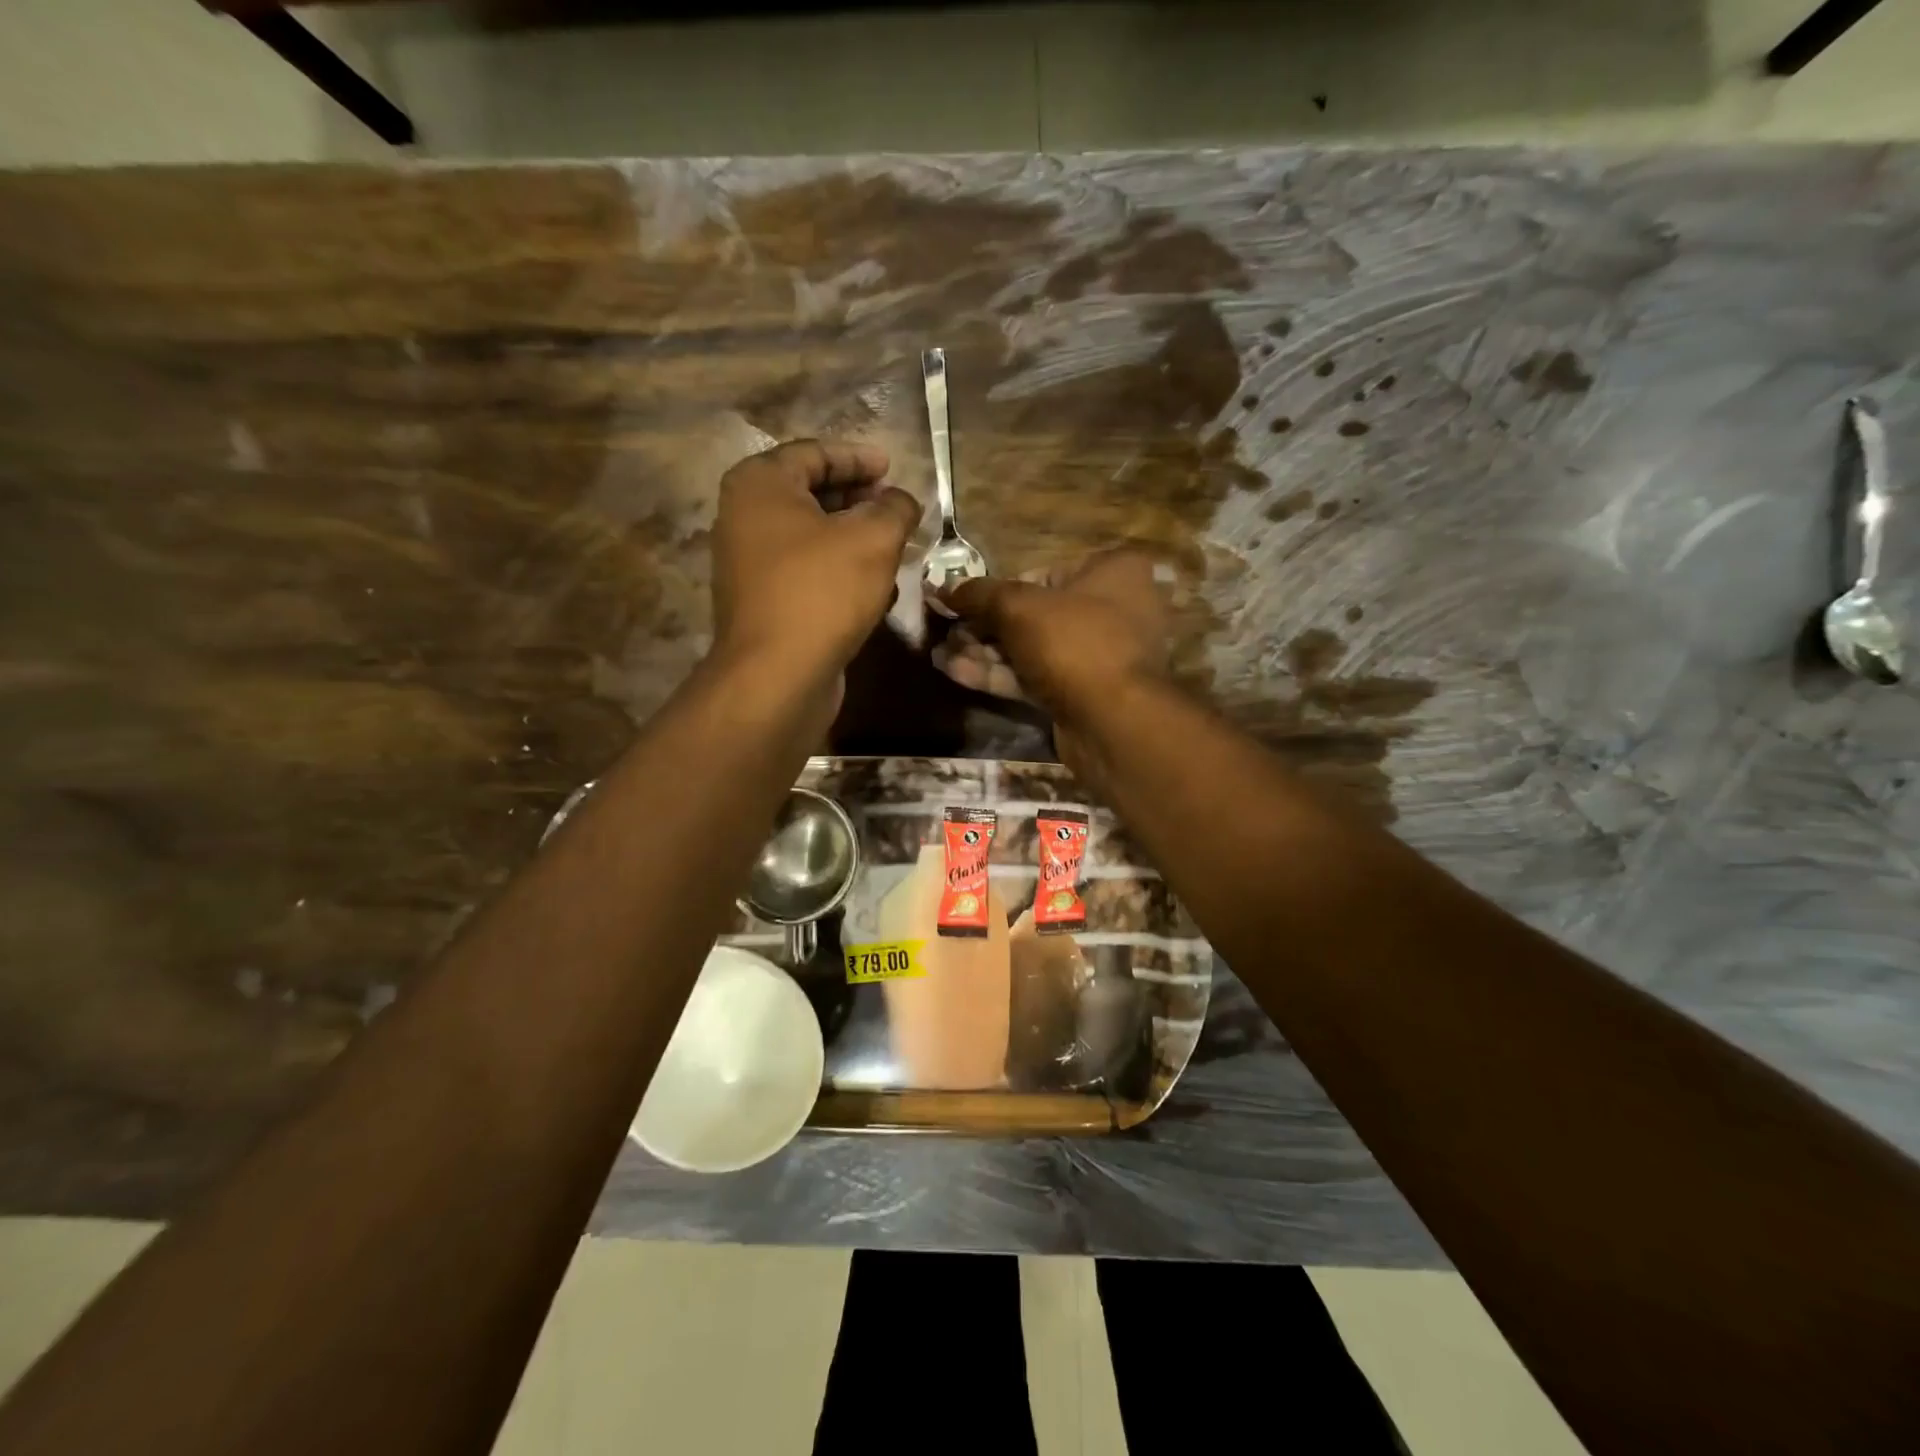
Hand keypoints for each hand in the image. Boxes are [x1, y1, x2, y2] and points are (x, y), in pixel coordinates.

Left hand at [709, 439, 921, 680]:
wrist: (777, 676)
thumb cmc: (822, 592)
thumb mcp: (874, 539)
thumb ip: (895, 509)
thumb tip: (902, 501)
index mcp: (760, 485)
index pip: (814, 453)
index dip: (858, 458)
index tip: (893, 467)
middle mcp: (744, 517)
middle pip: (809, 493)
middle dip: (858, 498)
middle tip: (895, 506)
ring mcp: (748, 563)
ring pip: (810, 536)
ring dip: (852, 537)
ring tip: (893, 545)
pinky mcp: (762, 602)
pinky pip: (805, 571)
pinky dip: (838, 569)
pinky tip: (874, 586)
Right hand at [937, 550, 1171, 779]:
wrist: (1112, 721)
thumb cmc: (1073, 642)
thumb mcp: (1017, 607)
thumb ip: (978, 594)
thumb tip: (942, 587)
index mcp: (1113, 571)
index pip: (1041, 573)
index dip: (996, 590)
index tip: (960, 602)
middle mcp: (1114, 609)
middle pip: (1034, 613)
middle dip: (984, 626)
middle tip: (945, 632)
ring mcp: (1100, 656)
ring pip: (1033, 649)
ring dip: (985, 652)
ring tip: (939, 654)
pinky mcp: (1084, 693)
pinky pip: (1037, 677)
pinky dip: (1000, 675)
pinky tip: (956, 674)